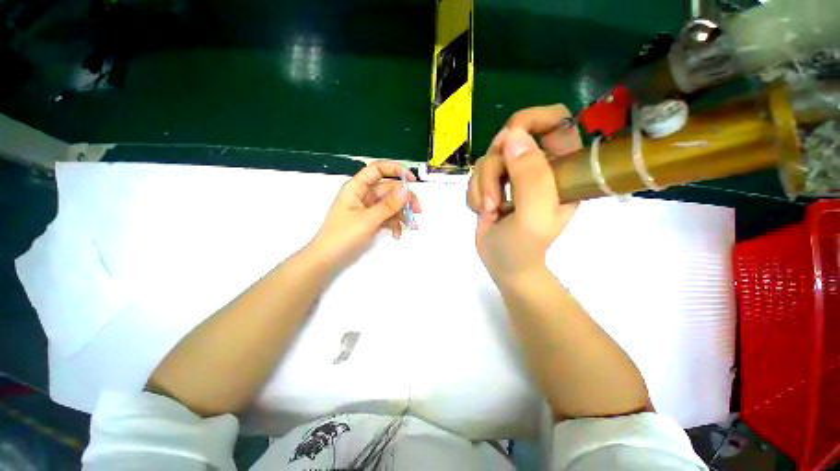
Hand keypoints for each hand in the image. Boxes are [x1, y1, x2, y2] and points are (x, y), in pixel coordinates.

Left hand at [309, 161, 420, 269]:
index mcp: (357, 188)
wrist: (328, 259)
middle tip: (418, 211)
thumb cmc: (343, 235)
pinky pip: (387, 217)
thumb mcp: (368, 219)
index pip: (378, 169)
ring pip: (390, 204)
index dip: (396, 170)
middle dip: (404, 200)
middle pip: (389, 189)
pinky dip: (394, 224)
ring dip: (402, 214)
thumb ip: (389, 205)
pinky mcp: (371, 221)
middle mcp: (363, 195)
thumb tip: (407, 190)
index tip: (412, 180)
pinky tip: (397, 235)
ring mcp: (368, 209)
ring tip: (411, 226)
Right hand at [468, 105, 581, 280]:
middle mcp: (538, 166)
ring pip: (488, 158)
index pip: (556, 120)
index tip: (508, 142)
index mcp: (562, 168)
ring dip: (482, 186)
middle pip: (510, 139)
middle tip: (495, 196)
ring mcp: (513, 174)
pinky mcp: (493, 183)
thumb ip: (530, 176)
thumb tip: (512, 135)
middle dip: (495, 168)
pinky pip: (476, 174)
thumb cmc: (524, 247)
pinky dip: (474, 193)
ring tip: (490, 210)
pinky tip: (483, 211)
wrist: (505, 266)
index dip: (532, 120)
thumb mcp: (533, 215)